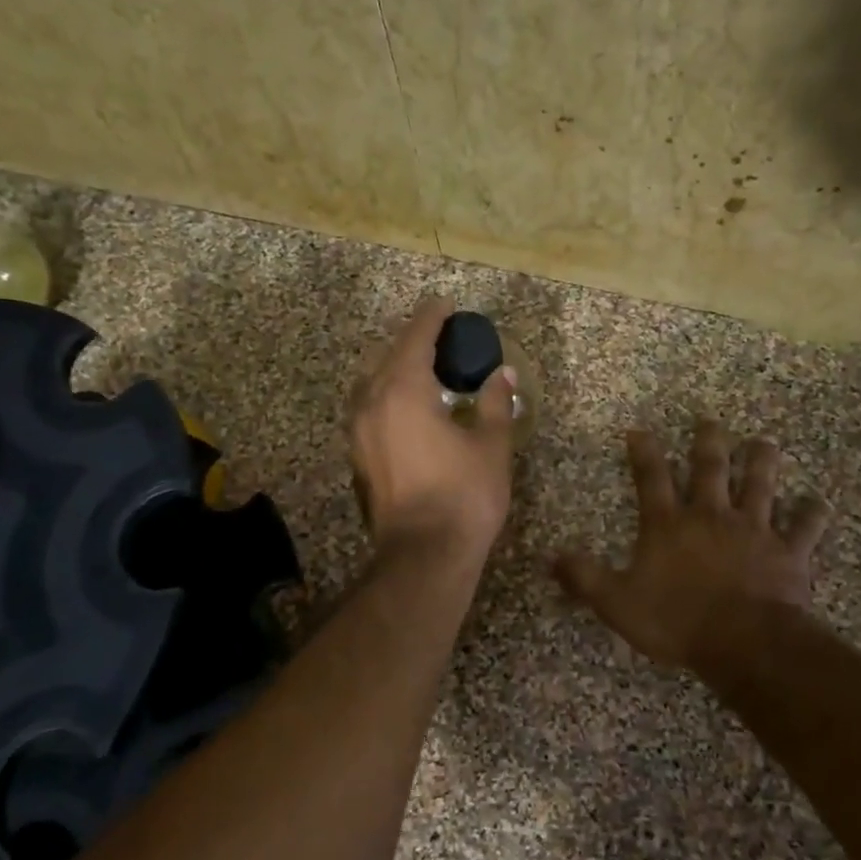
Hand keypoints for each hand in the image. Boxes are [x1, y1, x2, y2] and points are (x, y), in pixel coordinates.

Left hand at [350, 296, 516, 563]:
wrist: (424, 555)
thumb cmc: (464, 496)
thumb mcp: (491, 446)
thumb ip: (496, 403)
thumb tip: (503, 375)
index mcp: (403, 390)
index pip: (416, 338)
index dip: (432, 317)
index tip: (446, 305)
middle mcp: (371, 403)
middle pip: (387, 356)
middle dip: (413, 342)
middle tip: (442, 341)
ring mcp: (358, 432)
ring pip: (372, 384)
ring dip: (396, 370)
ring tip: (426, 373)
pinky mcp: (357, 457)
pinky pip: (369, 410)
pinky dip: (388, 397)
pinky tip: (411, 410)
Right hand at [556, 422, 829, 671]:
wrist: (743, 643)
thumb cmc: (676, 621)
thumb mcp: (617, 603)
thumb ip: (584, 577)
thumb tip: (550, 557)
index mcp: (669, 525)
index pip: (651, 478)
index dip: (643, 452)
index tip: (639, 430)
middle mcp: (711, 516)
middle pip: (710, 468)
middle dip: (708, 441)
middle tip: (709, 421)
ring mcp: (754, 530)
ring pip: (761, 484)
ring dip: (762, 461)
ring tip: (764, 442)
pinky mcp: (788, 551)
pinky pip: (804, 528)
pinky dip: (812, 514)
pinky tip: (818, 502)